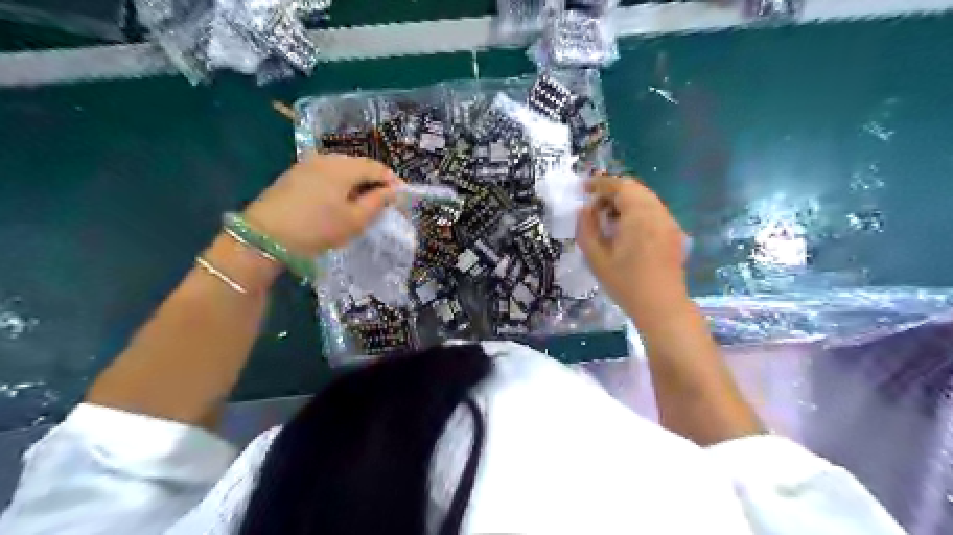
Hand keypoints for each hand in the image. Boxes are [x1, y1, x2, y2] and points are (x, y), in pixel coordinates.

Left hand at [243, 152, 398, 257]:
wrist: (265, 236)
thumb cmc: (317, 228)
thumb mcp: (355, 220)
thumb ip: (377, 202)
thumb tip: (393, 191)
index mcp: (344, 166)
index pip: (377, 168)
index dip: (392, 181)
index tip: (402, 197)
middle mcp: (326, 158)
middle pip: (359, 165)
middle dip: (374, 182)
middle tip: (384, 202)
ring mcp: (307, 164)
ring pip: (342, 170)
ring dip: (356, 184)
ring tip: (363, 204)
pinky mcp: (294, 175)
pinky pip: (326, 175)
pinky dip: (339, 186)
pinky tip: (339, 202)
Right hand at [577, 176, 689, 324]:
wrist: (661, 306)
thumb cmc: (625, 283)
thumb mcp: (596, 258)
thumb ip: (586, 229)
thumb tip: (584, 210)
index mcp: (639, 214)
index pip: (619, 186)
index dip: (599, 184)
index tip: (583, 189)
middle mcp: (657, 211)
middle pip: (634, 189)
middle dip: (612, 193)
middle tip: (594, 209)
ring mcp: (668, 222)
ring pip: (645, 199)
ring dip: (624, 203)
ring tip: (608, 222)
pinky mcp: (673, 233)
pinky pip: (653, 211)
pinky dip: (637, 212)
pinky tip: (626, 232)